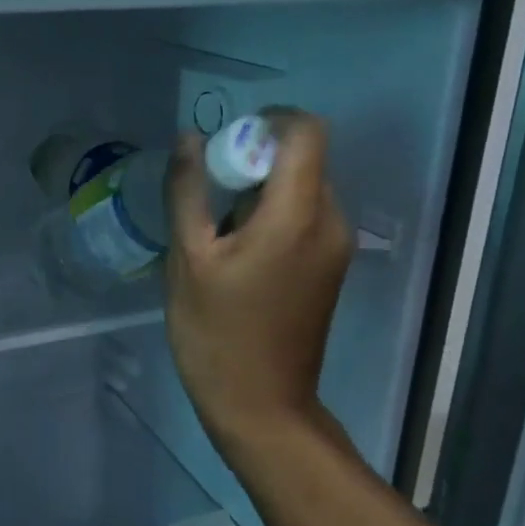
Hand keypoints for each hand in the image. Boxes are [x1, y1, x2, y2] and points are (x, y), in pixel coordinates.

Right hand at [164, 109, 353, 445]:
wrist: (261, 405)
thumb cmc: (216, 333)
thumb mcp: (188, 258)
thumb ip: (188, 191)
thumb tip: (189, 139)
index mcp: (297, 214)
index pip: (305, 131)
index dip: (268, 120)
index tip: (226, 144)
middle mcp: (330, 222)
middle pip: (303, 159)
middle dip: (255, 161)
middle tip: (208, 196)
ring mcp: (336, 247)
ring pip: (303, 188)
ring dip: (261, 192)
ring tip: (218, 234)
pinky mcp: (331, 267)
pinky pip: (306, 217)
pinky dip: (273, 216)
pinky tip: (239, 255)